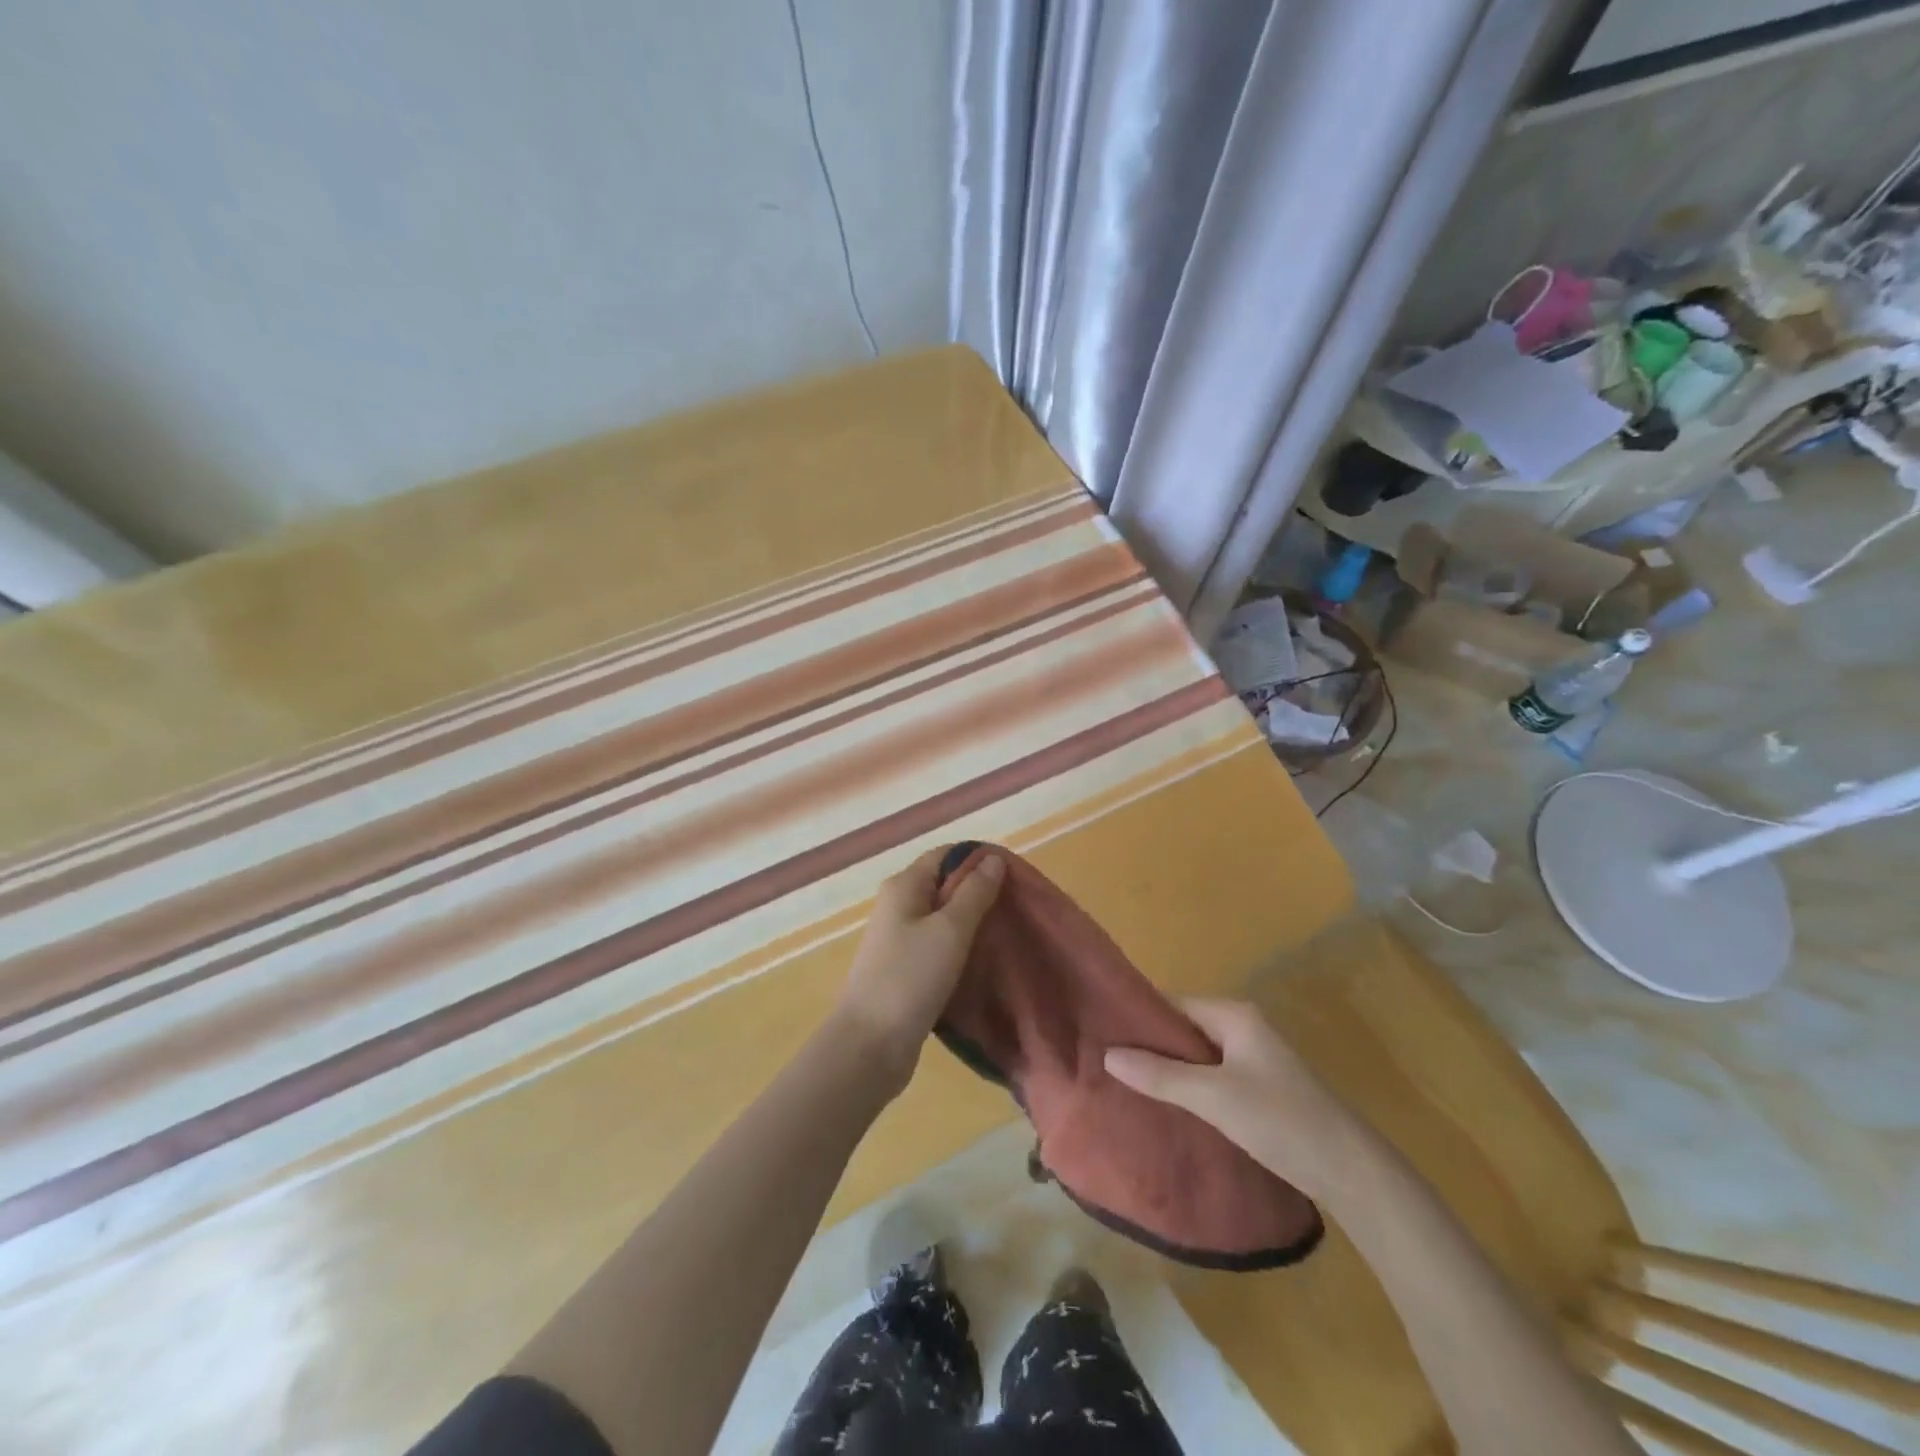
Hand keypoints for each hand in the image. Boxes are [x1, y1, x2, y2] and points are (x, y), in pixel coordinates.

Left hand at [832, 848, 1004, 1090]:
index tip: (1016, 876)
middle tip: (1018, 907)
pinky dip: (961, 948)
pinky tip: (985, 961)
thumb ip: (974, 893)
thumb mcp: (950, 930)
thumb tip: (993, 858)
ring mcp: (899, 940)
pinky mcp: (905, 970)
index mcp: (904, 886)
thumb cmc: (910, 978)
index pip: (946, 855)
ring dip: (973, 923)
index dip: (979, 859)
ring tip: (1008, 933)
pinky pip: (939, 946)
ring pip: (943, 918)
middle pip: (945, 885)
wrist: (869, 1046)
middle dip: (980, 892)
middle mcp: (898, 906)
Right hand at [1104, 998, 1374, 1202]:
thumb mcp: (1214, 1097)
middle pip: (1183, 1028)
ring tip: (1124, 1083)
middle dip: (1149, 1045)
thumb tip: (1108, 1055)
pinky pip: (1211, 1076)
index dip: (1138, 1017)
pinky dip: (1187, 1086)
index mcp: (1233, 1015)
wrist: (1353, 1173)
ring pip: (1196, 1055)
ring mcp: (1253, 1059)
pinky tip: (1164, 1103)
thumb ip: (1161, 1075)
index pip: (1172, 1003)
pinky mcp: (1259, 1088)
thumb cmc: (1281, 1120)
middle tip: (1105, 1061)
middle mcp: (1242, 1027)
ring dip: (1167, 1068)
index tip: (1100, 1031)